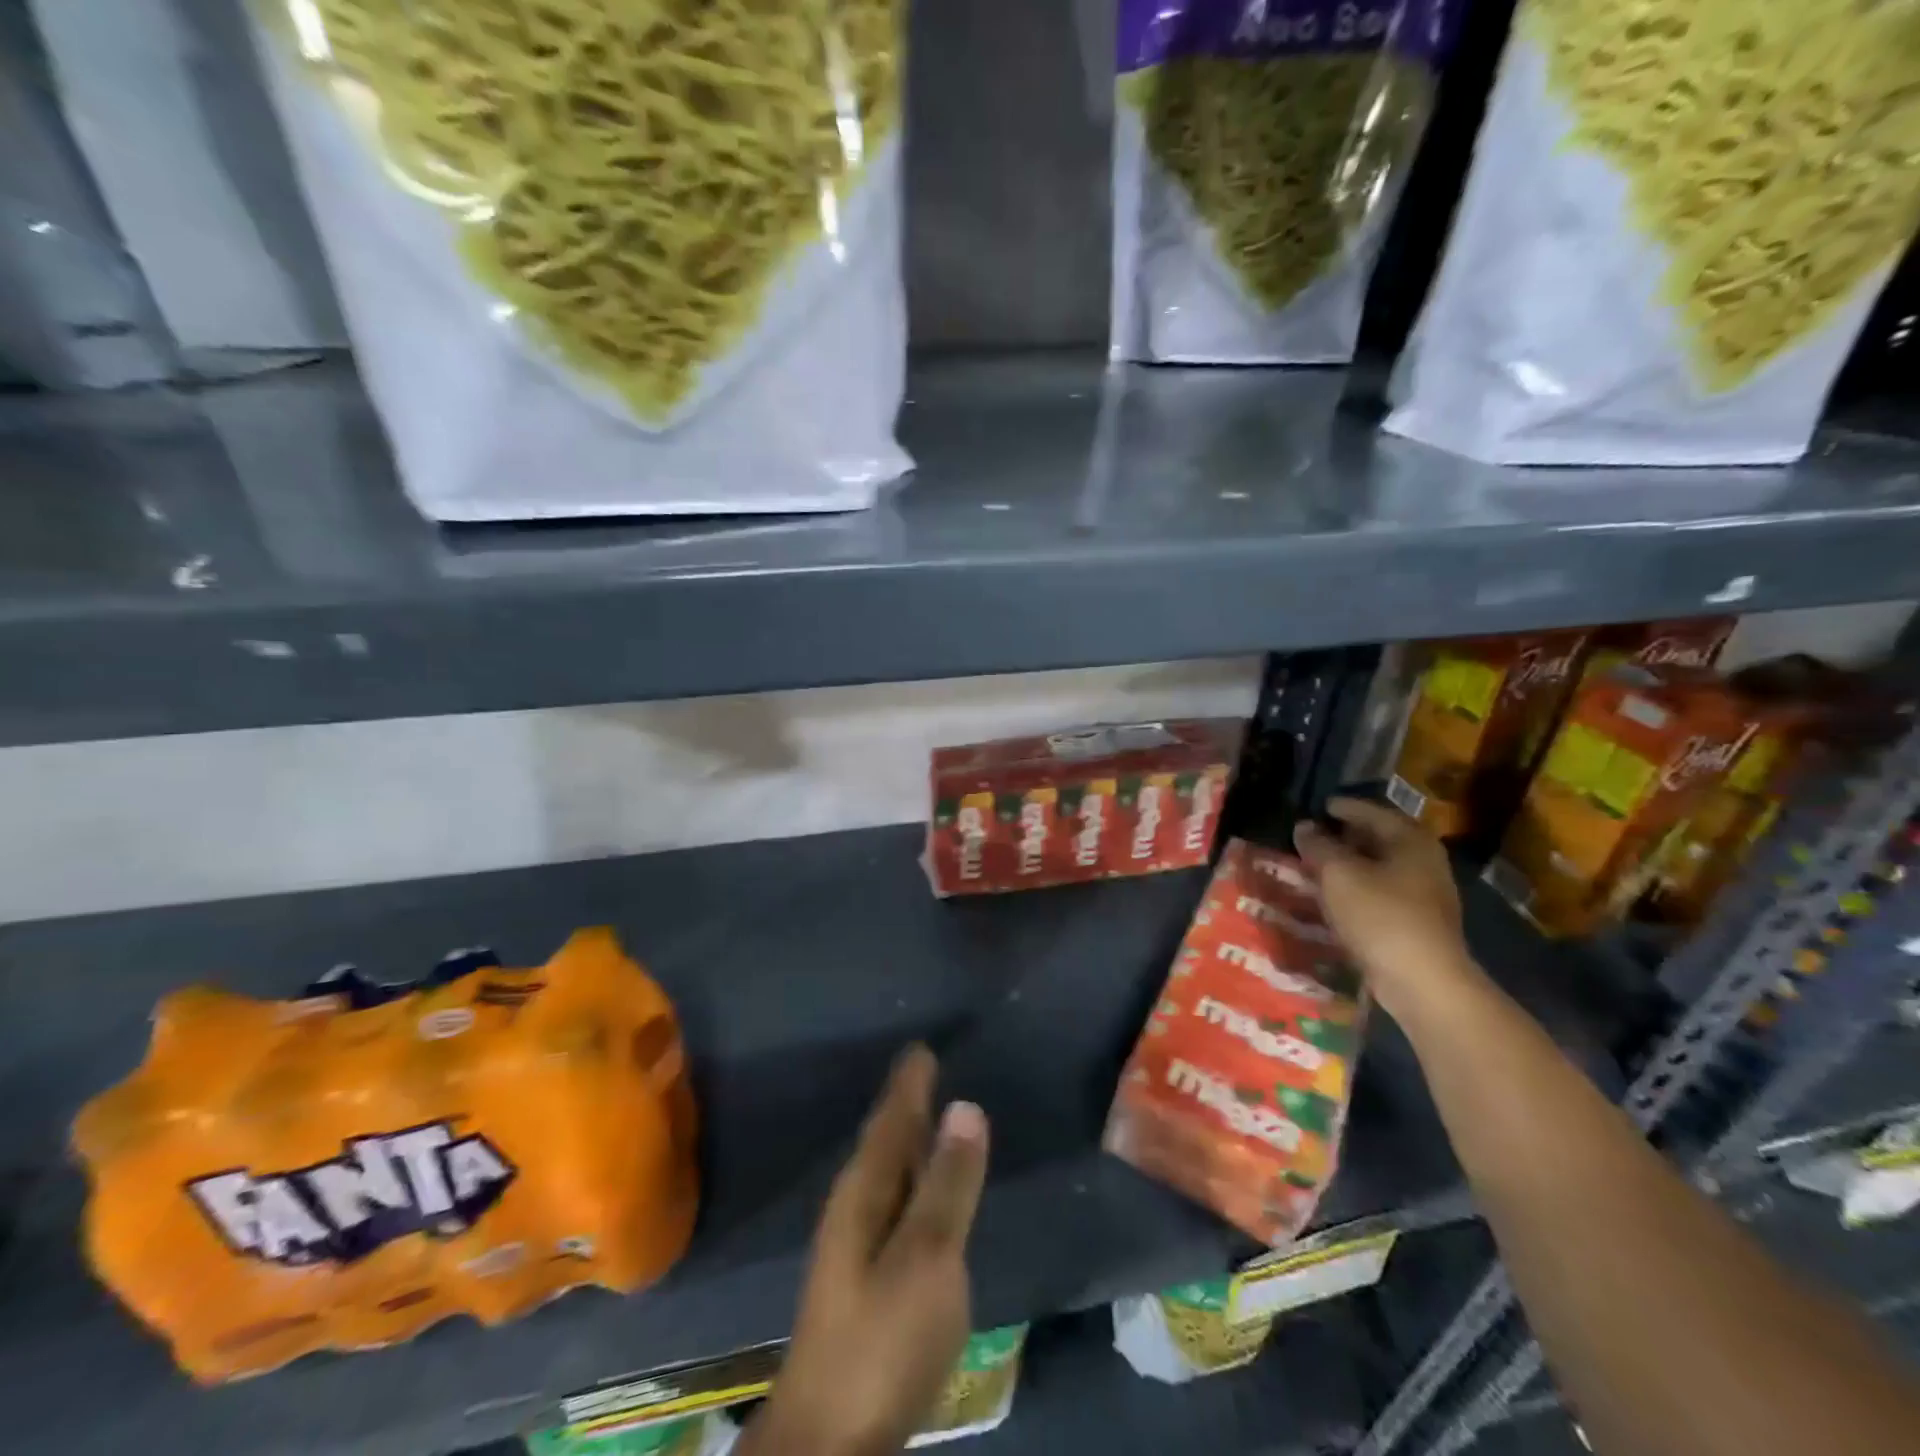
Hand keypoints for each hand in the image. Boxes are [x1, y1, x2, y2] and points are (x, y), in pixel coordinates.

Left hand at [744, 1046, 989, 1455]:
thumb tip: (966, 1105)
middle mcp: (854, 1207)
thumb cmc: (883, 1338)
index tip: (922, 1047)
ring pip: (888, 1172)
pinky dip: (912, 1180)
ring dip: (908, 1140)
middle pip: (885, 1141)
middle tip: (927, 1070)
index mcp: (865, 1190)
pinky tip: (923, 1190)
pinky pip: (894, 1203)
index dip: (909, 1083)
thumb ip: (949, 1183)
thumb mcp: (928, 1257)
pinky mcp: (866, 1280)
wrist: (830, 1439)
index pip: (890, 1119)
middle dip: (906, 1104)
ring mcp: (856, 1246)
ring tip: (929, 1115)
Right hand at [1293, 797, 1483, 1025]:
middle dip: (1346, 836)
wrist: (1422, 980)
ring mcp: (1426, 894)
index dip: (1344, 807)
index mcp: (1410, 840)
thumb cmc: (1379, 915)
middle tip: (1315, 835)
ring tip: (1318, 866)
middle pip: (1380, 839)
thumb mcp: (1337, 873)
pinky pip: (1382, 893)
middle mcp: (1424, 861)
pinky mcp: (1418, 923)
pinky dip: (1358, 888)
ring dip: (1350, 865)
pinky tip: (1336, 896)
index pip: (1373, 812)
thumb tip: (1305, 827)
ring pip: (1380, 868)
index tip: (1320, 806)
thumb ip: (1318, 846)